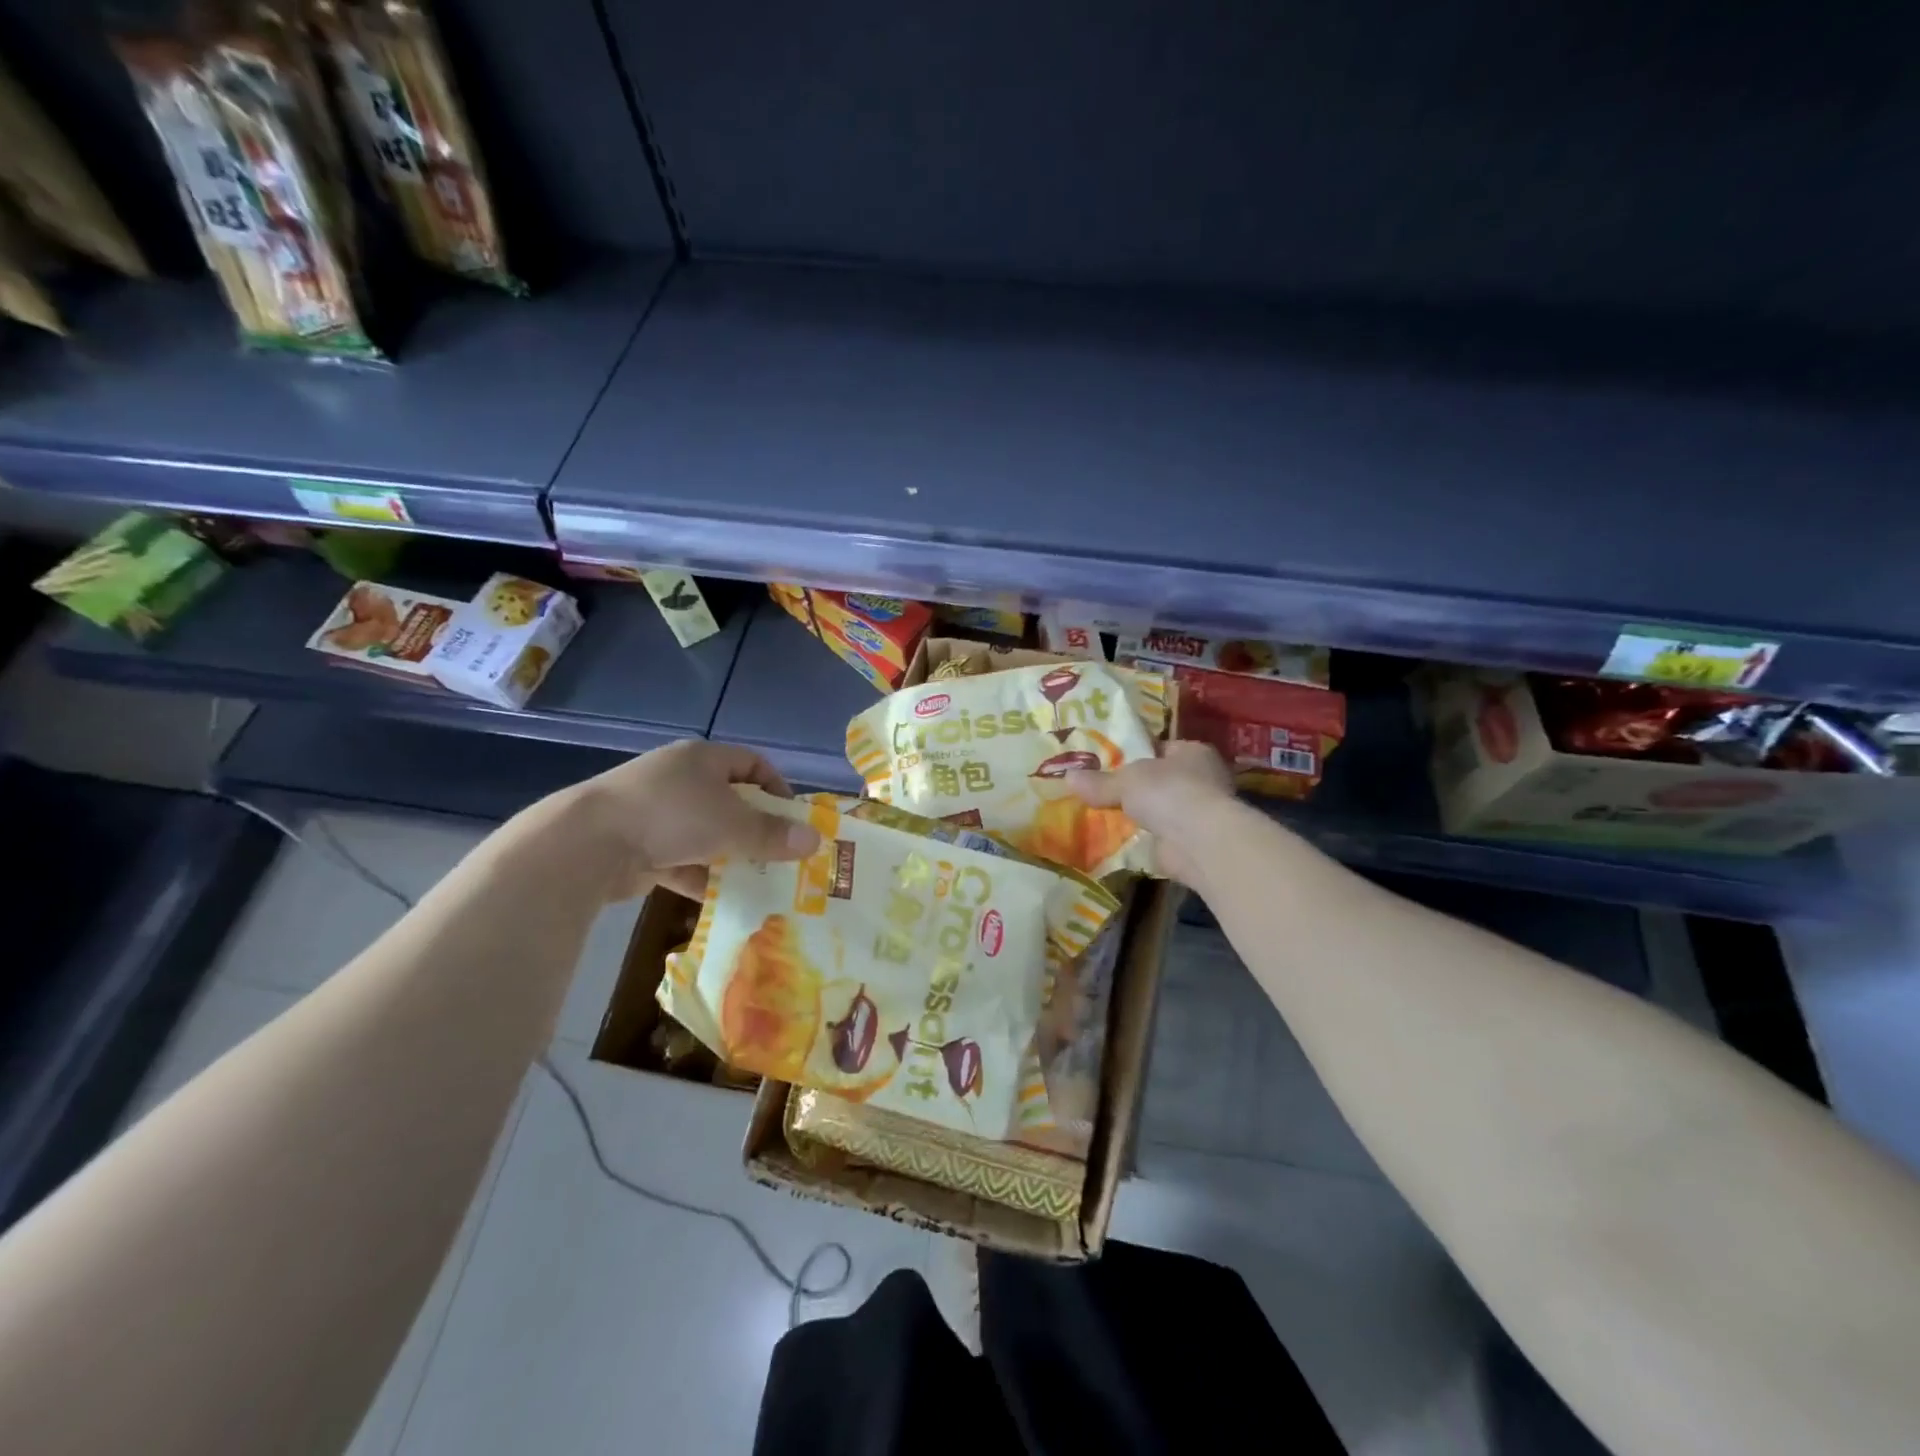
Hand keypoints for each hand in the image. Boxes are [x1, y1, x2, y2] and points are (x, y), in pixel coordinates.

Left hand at [565, 740, 822, 901]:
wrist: (587, 843)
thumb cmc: (671, 816)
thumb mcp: (732, 824)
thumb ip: (773, 835)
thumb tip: (815, 841)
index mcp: (702, 759)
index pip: (752, 764)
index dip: (777, 789)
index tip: (794, 820)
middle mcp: (679, 779)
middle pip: (730, 801)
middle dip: (755, 830)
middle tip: (779, 855)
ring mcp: (655, 812)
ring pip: (705, 833)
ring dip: (729, 856)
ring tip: (756, 881)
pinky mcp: (637, 845)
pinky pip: (680, 858)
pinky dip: (699, 876)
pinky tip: (719, 899)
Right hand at [1065, 740, 1235, 882]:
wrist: (1200, 841)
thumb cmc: (1168, 792)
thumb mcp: (1125, 781)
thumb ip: (1099, 781)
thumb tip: (1067, 776)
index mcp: (1193, 752)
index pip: (1162, 748)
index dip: (1137, 754)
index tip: (1109, 763)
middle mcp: (1203, 779)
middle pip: (1161, 780)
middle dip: (1136, 788)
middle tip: (1102, 792)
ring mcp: (1201, 813)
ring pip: (1161, 810)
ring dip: (1141, 816)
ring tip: (1104, 817)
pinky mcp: (1194, 843)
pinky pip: (1161, 837)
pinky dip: (1145, 840)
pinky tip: (1120, 842)